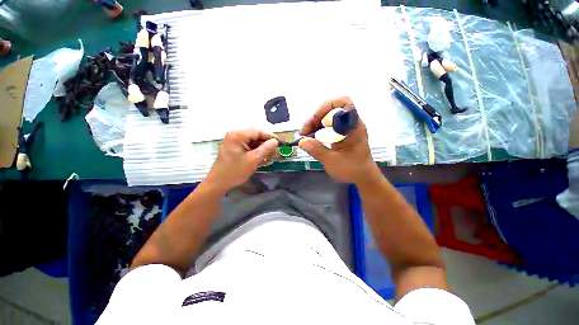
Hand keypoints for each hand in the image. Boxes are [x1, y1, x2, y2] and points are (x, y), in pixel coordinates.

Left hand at [205, 129, 278, 192]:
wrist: (218, 182)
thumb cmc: (235, 171)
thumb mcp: (253, 160)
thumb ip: (266, 148)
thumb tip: (275, 141)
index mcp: (238, 135)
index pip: (258, 131)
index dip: (270, 136)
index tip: (280, 143)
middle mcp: (235, 134)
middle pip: (255, 134)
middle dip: (266, 142)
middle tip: (275, 150)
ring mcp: (233, 140)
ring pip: (252, 140)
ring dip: (261, 146)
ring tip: (269, 154)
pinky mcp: (234, 146)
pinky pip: (248, 144)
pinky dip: (255, 149)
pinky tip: (261, 156)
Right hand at [298, 97, 378, 183]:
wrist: (363, 177)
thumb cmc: (352, 170)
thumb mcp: (332, 161)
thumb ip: (317, 150)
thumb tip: (301, 141)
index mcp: (353, 127)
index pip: (343, 103)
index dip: (326, 107)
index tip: (314, 121)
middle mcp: (351, 124)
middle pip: (331, 110)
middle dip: (315, 118)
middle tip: (304, 132)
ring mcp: (346, 129)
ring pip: (328, 118)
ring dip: (314, 124)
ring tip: (305, 136)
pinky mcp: (342, 134)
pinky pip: (328, 126)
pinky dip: (318, 130)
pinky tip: (311, 138)